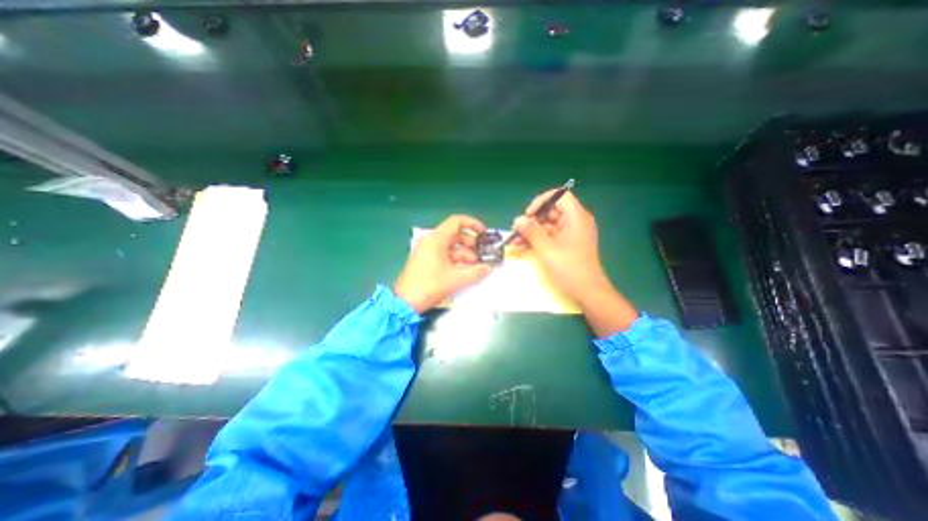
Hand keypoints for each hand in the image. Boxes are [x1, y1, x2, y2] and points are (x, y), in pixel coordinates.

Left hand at [391, 212, 492, 310]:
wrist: (405, 302)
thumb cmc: (430, 286)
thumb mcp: (456, 279)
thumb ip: (475, 272)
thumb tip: (488, 268)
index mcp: (436, 239)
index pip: (456, 222)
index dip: (472, 224)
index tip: (484, 233)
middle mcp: (431, 242)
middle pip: (455, 235)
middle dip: (471, 244)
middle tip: (481, 255)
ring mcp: (428, 251)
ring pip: (451, 247)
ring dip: (465, 255)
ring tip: (476, 267)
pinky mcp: (427, 261)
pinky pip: (445, 256)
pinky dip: (456, 261)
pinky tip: (466, 271)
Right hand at [512, 189, 643, 335]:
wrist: (587, 292)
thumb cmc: (570, 268)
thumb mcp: (547, 249)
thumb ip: (531, 231)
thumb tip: (517, 219)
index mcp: (576, 217)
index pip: (559, 196)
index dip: (541, 202)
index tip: (528, 215)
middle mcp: (574, 222)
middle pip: (550, 212)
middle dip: (531, 221)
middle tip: (516, 231)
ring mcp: (570, 234)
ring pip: (547, 226)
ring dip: (530, 232)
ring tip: (514, 241)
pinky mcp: (566, 245)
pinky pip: (549, 237)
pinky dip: (536, 240)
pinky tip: (521, 247)